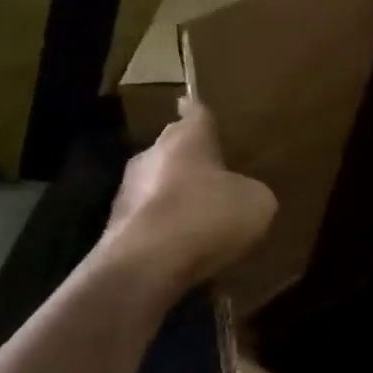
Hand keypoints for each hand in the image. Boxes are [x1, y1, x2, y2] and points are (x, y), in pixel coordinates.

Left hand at [97, 99, 275, 293]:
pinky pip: (149, 221)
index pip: (196, 112)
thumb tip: (246, 195)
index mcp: (186, 137)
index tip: (197, 106)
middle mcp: (151, 154)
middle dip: (192, 161)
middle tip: (216, 174)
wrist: (146, 265)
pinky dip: (164, 230)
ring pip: (157, 185)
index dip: (202, 112)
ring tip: (201, 218)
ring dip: (175, 197)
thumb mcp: (257, 202)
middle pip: (174, 149)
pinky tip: (183, 248)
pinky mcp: (115, 227)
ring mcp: (127, 191)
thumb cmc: (207, 216)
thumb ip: (253, 191)